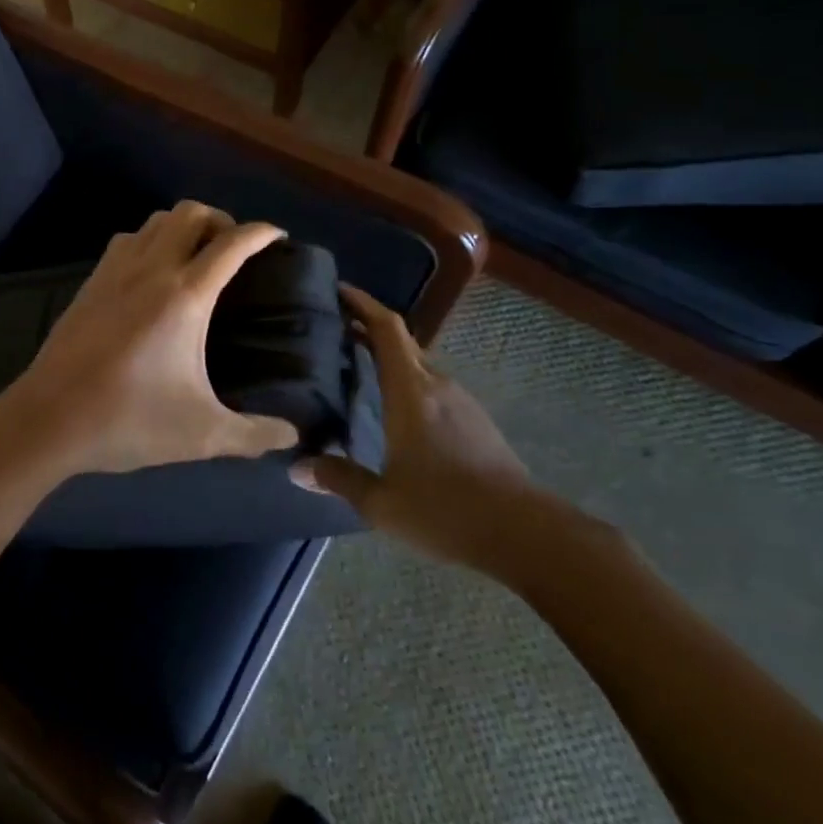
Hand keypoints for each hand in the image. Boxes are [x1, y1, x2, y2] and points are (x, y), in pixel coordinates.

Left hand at [0, 201, 300, 478]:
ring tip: (195, 256)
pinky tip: (151, 274)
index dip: (261, 232)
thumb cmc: (128, 420)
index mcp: (185, 295)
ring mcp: (114, 272)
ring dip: (181, 226)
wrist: (48, 419)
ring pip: (154, 221)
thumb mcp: (202, 435)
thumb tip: (292, 437)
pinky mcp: (90, 284)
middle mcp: (151, 270)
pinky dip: (149, 240)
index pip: (231, 243)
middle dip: (220, 219)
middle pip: (190, 213)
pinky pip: (127, 240)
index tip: (278, 236)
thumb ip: (254, 435)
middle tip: (234, 249)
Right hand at [292, 283, 548, 576]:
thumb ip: (339, 480)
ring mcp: (462, 402)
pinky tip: (396, 407)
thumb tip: (297, 469)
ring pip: (419, 365)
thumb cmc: (446, 510)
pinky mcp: (477, 422)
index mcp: (410, 392)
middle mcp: (437, 385)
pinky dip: (408, 381)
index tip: (339, 290)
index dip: (363, 304)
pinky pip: (433, 387)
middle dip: (370, 327)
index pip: (387, 329)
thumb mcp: (382, 502)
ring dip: (390, 357)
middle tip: (336, 327)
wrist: (525, 534)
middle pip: (402, 341)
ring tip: (359, 364)